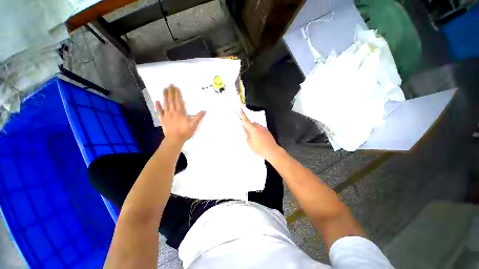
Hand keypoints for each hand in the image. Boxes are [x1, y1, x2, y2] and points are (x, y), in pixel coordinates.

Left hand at [156, 85, 205, 144]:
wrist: (175, 139)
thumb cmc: (185, 132)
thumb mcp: (194, 125)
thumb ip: (198, 117)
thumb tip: (204, 110)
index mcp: (180, 112)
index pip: (178, 101)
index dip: (177, 94)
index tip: (176, 87)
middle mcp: (173, 112)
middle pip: (171, 100)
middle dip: (171, 92)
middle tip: (170, 85)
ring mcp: (166, 115)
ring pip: (165, 104)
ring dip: (165, 96)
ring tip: (164, 89)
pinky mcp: (162, 119)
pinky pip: (159, 112)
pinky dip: (158, 106)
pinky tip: (157, 101)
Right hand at [240, 110, 279, 159]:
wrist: (272, 151)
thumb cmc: (259, 148)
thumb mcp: (249, 143)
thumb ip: (246, 134)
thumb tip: (244, 127)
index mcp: (253, 129)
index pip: (246, 120)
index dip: (242, 114)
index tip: (239, 109)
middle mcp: (259, 127)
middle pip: (252, 123)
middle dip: (249, 126)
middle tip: (248, 134)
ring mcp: (264, 129)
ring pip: (257, 126)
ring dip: (254, 129)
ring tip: (255, 139)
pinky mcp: (268, 131)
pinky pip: (261, 129)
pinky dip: (259, 132)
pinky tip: (260, 139)